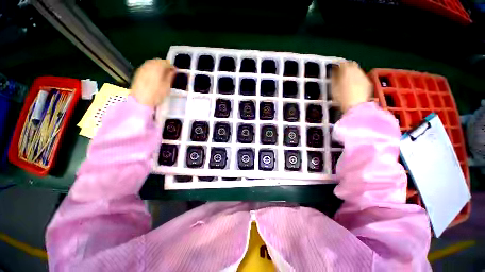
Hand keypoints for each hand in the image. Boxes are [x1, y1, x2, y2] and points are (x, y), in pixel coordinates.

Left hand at [131, 59, 174, 107]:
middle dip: (164, 65)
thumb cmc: (156, 94)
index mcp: (157, 67)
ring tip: (162, 75)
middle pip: (158, 60)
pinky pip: (147, 66)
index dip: (172, 66)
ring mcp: (142, 68)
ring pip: (152, 63)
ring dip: (158, 66)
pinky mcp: (138, 72)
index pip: (166, 62)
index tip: (175, 71)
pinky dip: (152, 69)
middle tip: (169, 73)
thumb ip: (170, 76)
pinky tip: (155, 76)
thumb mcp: (167, 86)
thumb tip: (174, 70)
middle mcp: (149, 65)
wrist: (140, 100)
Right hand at [331, 61, 371, 112]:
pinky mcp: (368, 82)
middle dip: (347, 67)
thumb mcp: (333, 87)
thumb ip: (333, 77)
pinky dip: (357, 78)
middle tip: (341, 73)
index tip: (335, 69)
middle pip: (352, 64)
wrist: (355, 105)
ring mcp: (363, 76)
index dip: (338, 66)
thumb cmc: (341, 96)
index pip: (342, 63)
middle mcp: (356, 70)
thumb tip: (333, 71)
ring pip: (357, 70)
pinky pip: (361, 77)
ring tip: (347, 80)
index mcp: (346, 70)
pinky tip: (354, 85)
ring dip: (352, 73)